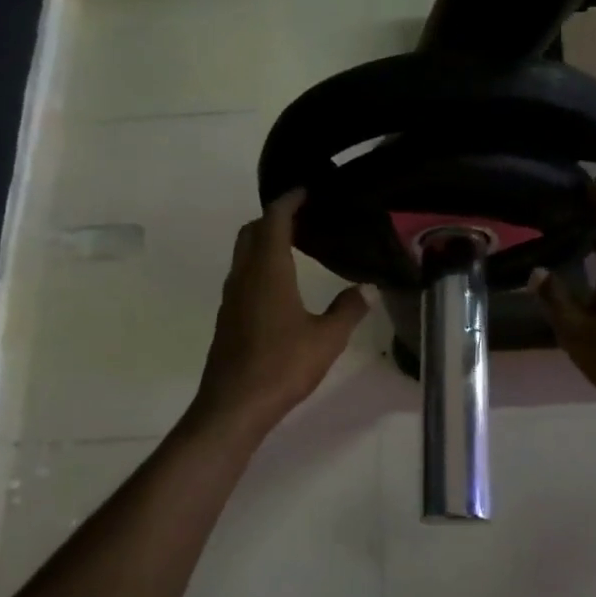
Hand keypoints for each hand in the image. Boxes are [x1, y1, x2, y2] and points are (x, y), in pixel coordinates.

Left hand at [192, 190, 370, 438]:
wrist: (234, 405)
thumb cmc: (282, 366)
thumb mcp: (327, 339)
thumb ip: (348, 309)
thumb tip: (366, 289)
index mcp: (268, 271)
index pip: (273, 219)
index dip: (289, 200)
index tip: (307, 190)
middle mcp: (245, 276)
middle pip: (252, 231)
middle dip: (275, 217)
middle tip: (307, 217)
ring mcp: (232, 296)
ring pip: (244, 253)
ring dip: (265, 240)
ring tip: (298, 244)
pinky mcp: (229, 316)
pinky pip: (243, 274)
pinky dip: (260, 263)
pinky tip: (283, 283)